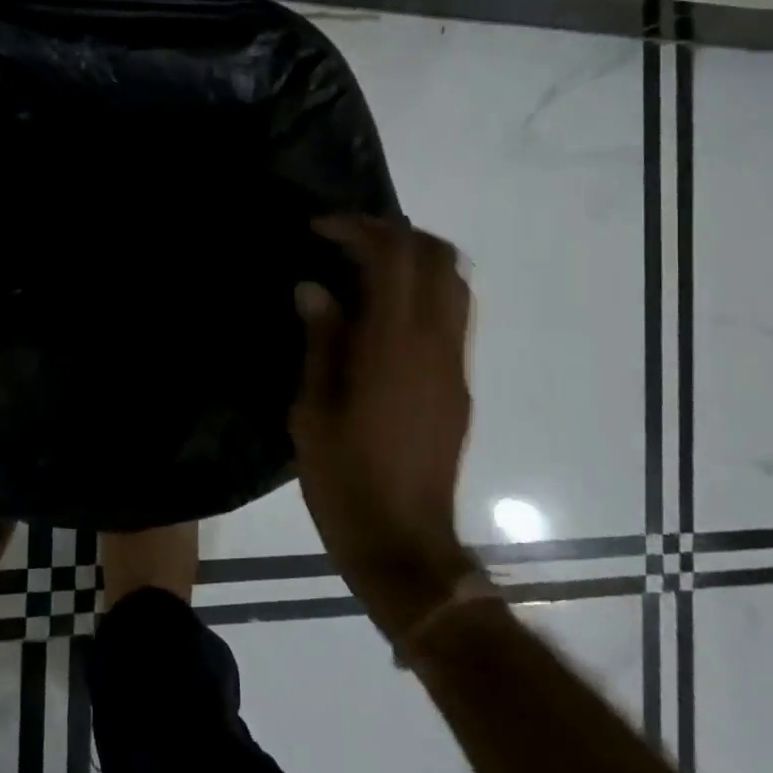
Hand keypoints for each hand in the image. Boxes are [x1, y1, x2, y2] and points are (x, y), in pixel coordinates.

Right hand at [292, 215, 479, 643]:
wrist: (405, 543)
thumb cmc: (345, 480)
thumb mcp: (312, 410)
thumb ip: (320, 341)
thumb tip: (314, 289)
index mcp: (394, 345)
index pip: (392, 255)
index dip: (358, 228)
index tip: (320, 229)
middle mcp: (435, 343)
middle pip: (436, 255)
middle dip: (393, 232)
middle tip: (347, 238)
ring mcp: (454, 363)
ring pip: (454, 281)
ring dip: (414, 258)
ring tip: (367, 266)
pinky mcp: (459, 384)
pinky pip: (452, 313)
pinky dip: (423, 290)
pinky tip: (383, 313)